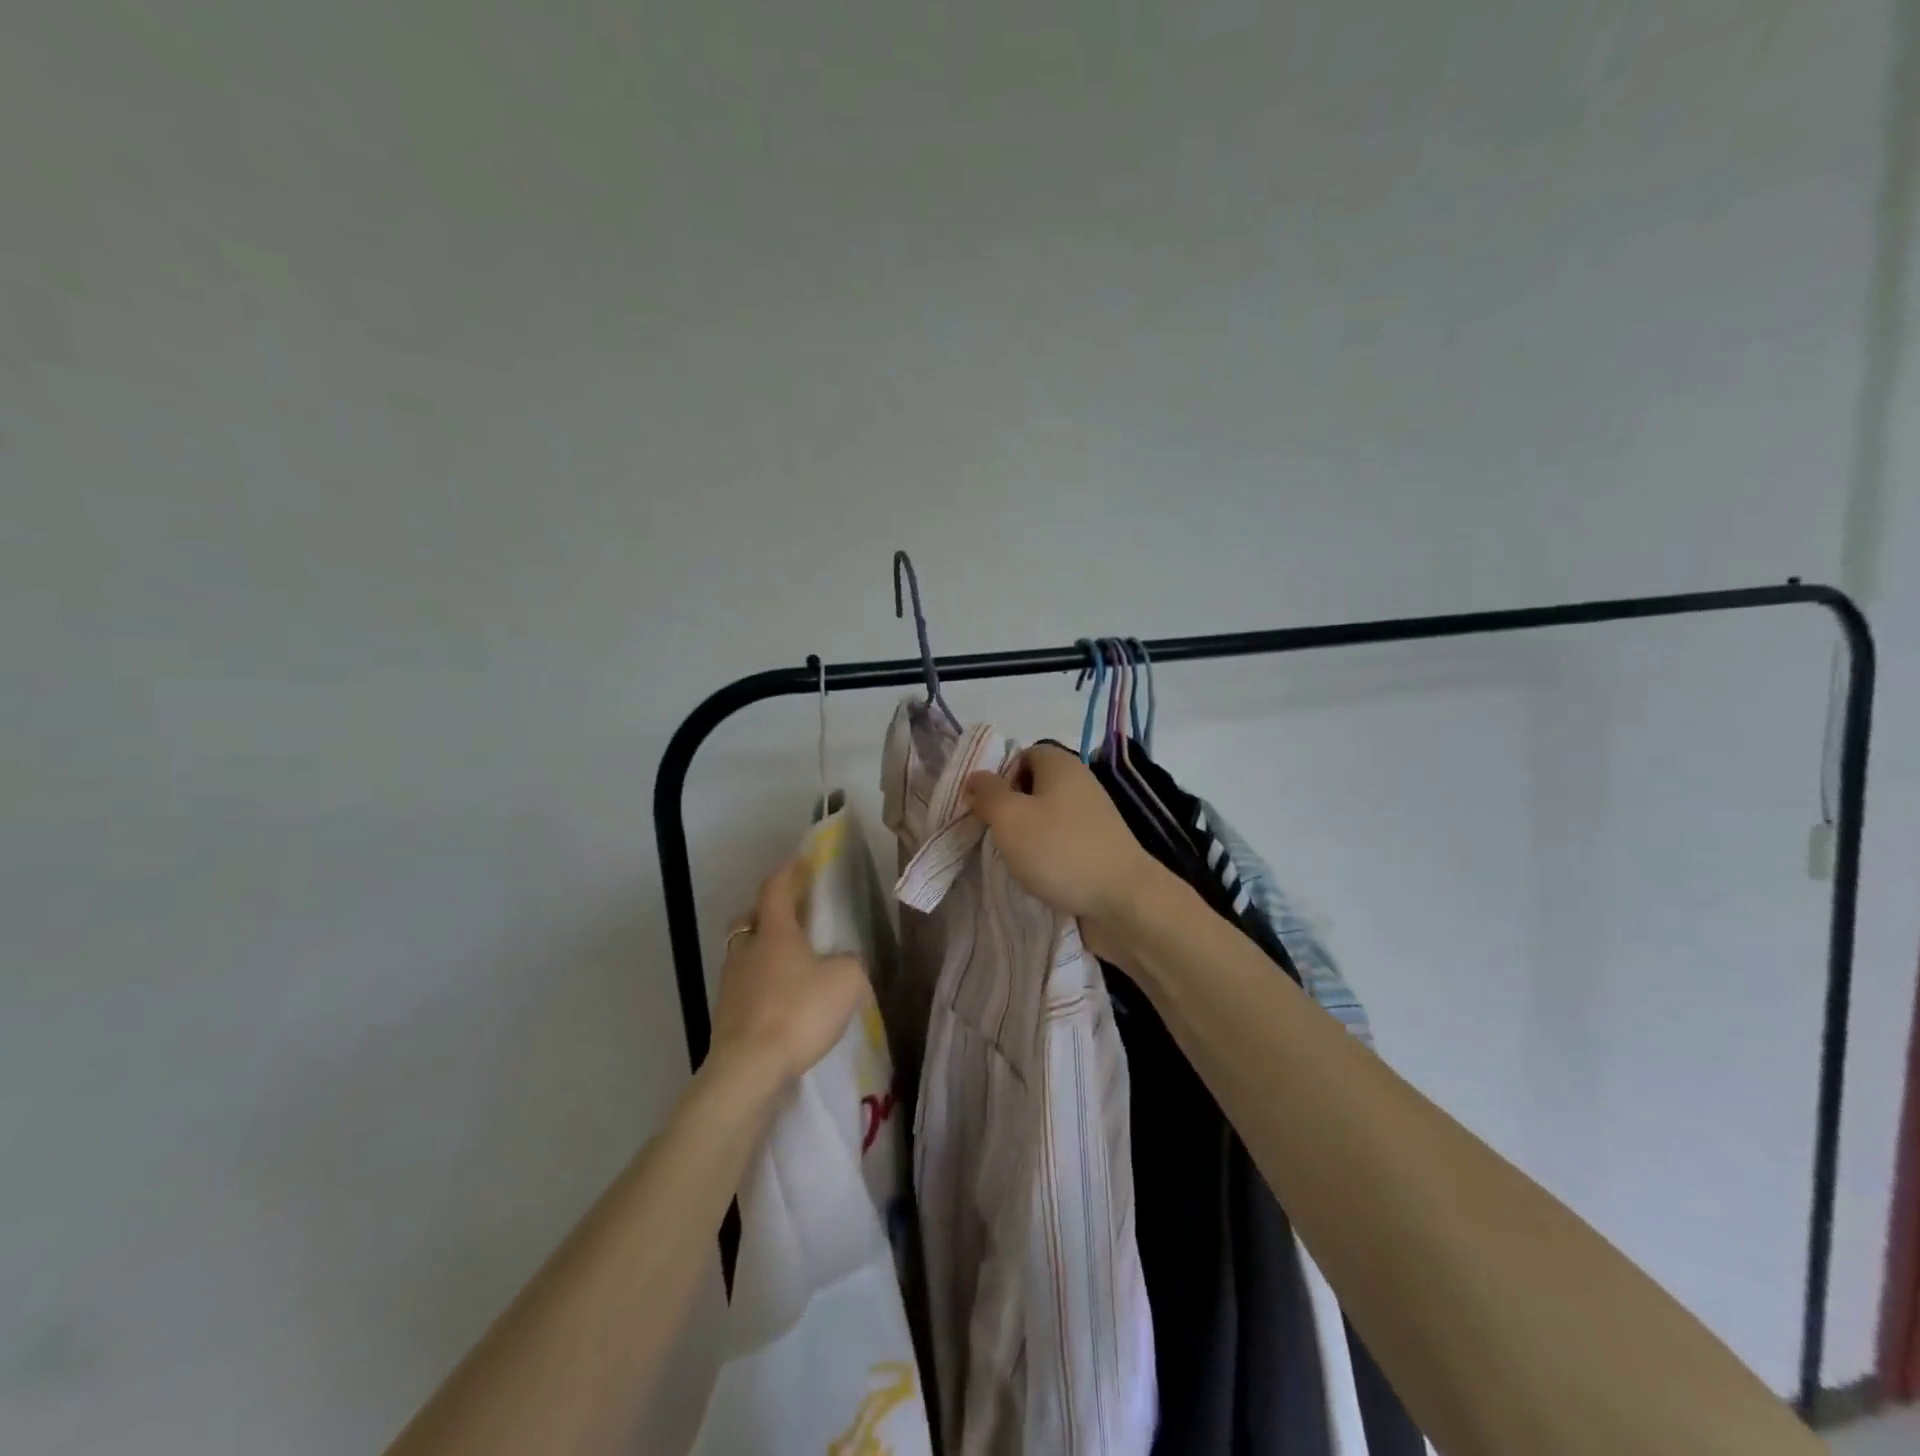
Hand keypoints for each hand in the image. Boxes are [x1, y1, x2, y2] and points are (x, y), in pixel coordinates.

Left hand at [709, 860, 867, 1086]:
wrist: (749, 1071)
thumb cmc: (798, 1012)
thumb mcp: (846, 980)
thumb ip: (849, 962)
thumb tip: (842, 961)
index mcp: (774, 931)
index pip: (776, 888)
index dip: (788, 872)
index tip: (801, 861)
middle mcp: (747, 950)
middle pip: (752, 919)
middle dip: (770, 913)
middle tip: (794, 918)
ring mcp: (731, 984)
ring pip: (746, 954)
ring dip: (764, 952)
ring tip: (792, 965)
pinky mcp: (727, 1016)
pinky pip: (746, 987)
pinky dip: (762, 985)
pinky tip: (783, 1001)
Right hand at [961, 743, 1165, 926]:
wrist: (1123, 901)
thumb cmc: (1060, 850)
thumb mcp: (1010, 817)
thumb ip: (988, 793)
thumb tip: (976, 778)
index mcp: (1061, 765)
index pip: (1022, 754)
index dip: (999, 775)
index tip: (985, 805)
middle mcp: (1080, 784)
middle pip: (1033, 787)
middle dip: (1010, 809)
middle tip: (994, 833)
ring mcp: (1093, 818)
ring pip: (1046, 818)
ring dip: (1026, 837)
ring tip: (1014, 859)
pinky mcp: (1098, 848)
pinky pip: (1061, 843)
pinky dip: (1046, 856)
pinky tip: (1037, 876)